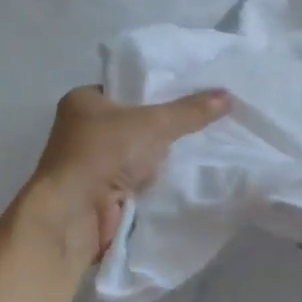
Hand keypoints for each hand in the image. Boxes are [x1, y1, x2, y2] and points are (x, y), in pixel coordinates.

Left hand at [25, 86, 230, 262]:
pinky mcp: (98, 191)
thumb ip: (190, 111)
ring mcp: (89, 162)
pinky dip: (152, 178)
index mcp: (83, 100)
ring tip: (200, 144)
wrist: (73, 214)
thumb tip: (228, 96)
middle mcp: (81, 128)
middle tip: (202, 118)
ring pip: (135, 151)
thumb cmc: (103, 154)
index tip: (192, 92)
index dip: (158, 89)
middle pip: (134, 120)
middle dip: (163, 124)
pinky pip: (134, 177)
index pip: (127, 86)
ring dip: (158, 155)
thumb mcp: (154, 124)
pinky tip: (181, 173)